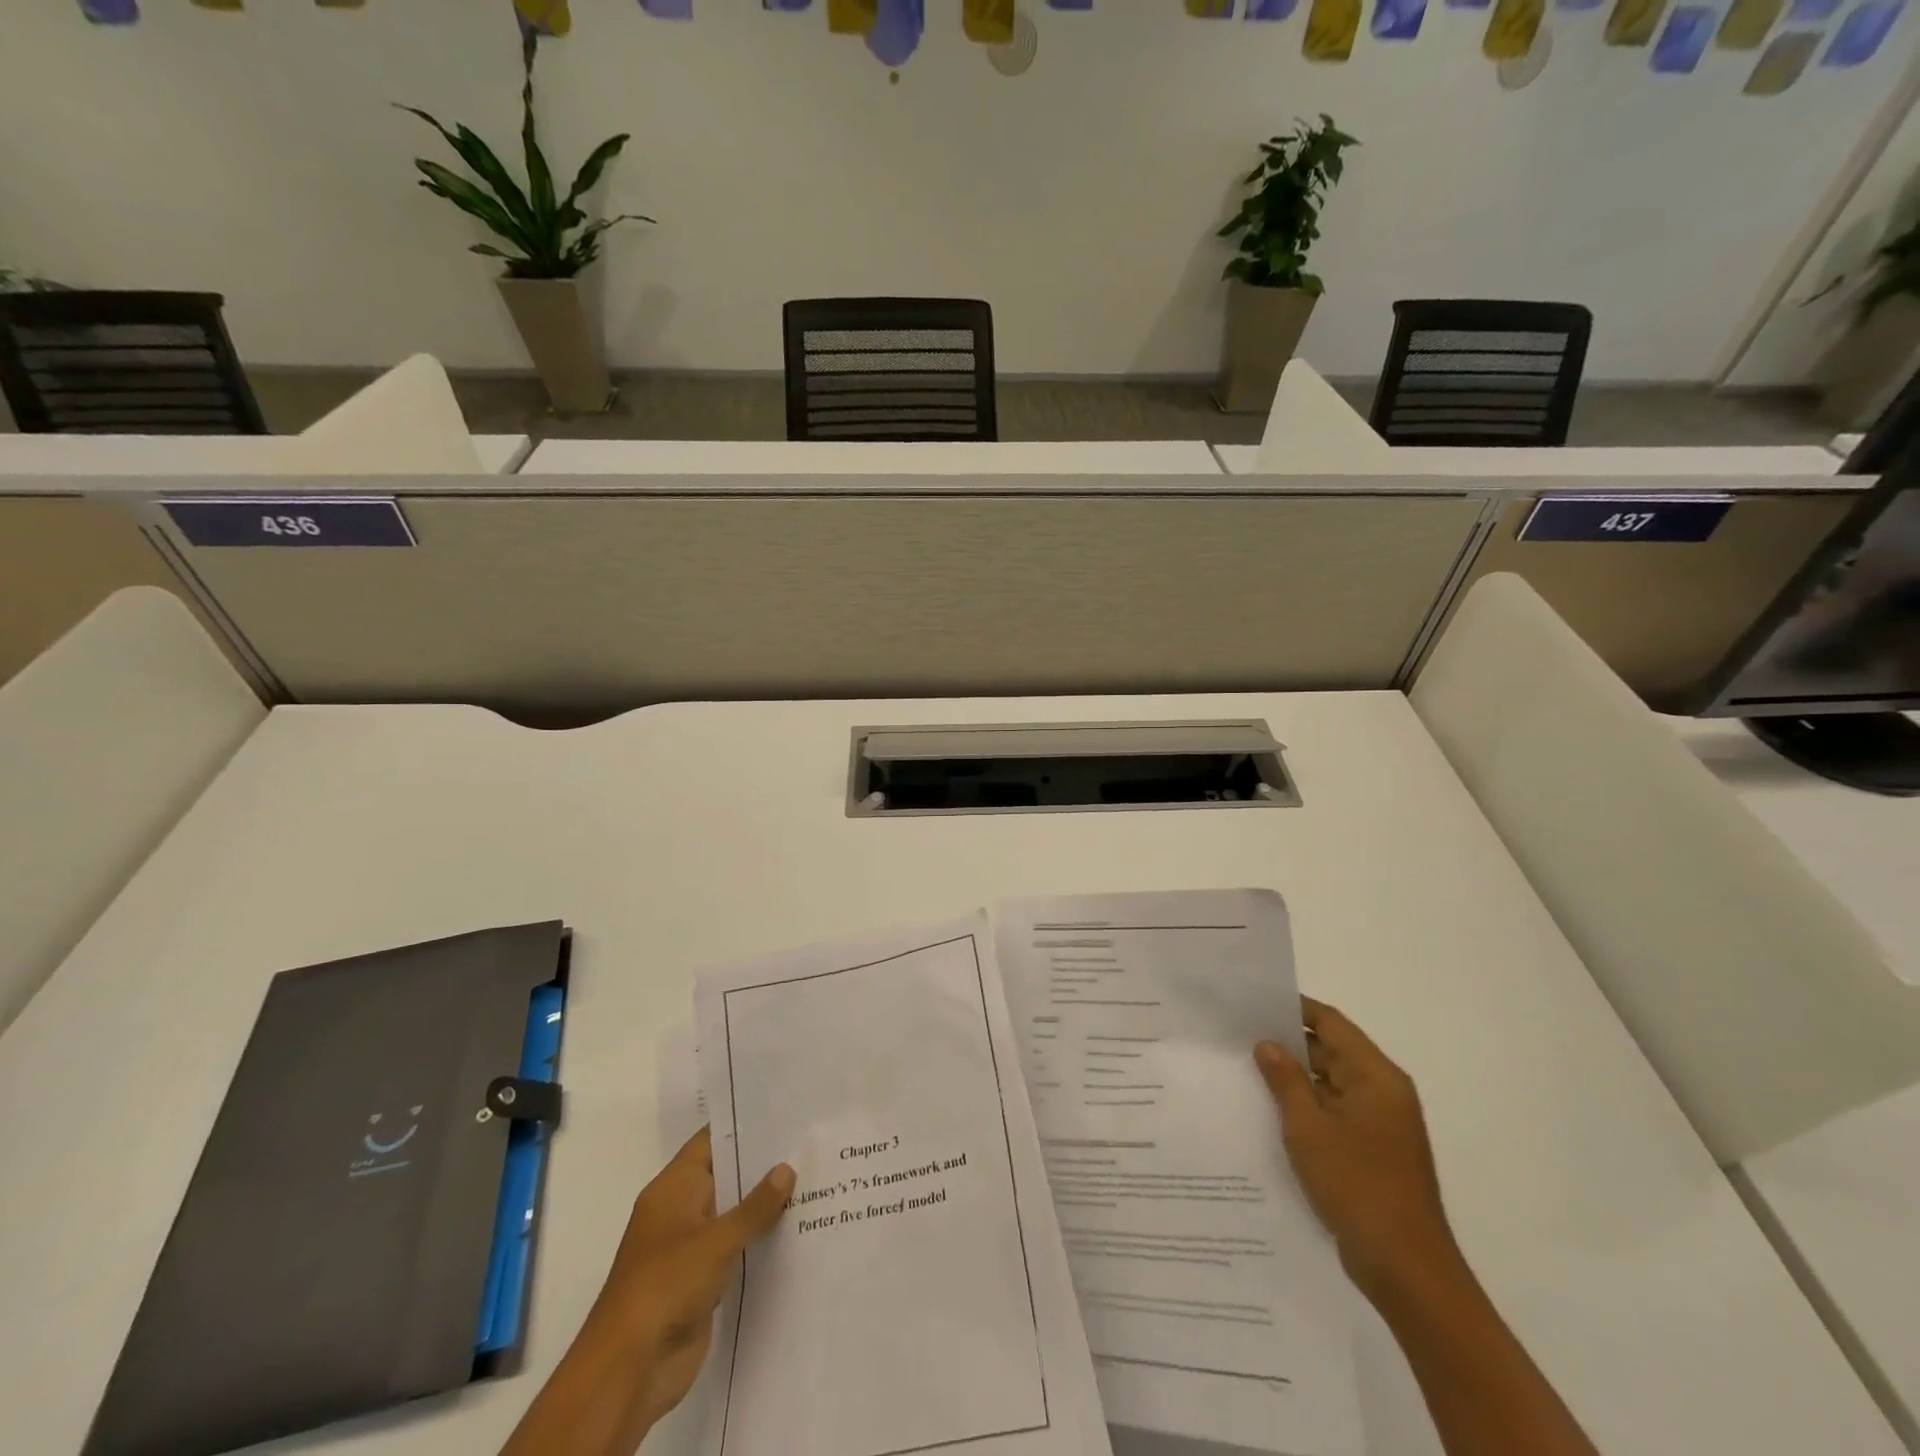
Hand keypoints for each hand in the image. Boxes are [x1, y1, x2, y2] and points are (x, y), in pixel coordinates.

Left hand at [501, 1128, 793, 1455]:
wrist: (630, 1369)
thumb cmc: (666, 1285)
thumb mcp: (716, 1239)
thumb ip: (754, 1206)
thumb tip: (785, 1169)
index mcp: (672, 1189)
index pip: (710, 1143)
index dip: (743, 1127)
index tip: (782, 1114)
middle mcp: (679, 1212)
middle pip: (725, 1178)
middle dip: (762, 1167)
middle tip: (807, 1146)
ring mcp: (689, 1249)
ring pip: (732, 1216)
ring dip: (763, 1207)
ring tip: (812, 1183)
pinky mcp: (700, 1282)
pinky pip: (735, 1251)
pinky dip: (758, 1243)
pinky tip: (795, 1232)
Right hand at [1255, 998, 1458, 1300]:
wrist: (1407, 1269)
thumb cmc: (1357, 1187)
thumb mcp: (1308, 1128)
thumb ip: (1286, 1080)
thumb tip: (1268, 1044)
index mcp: (1375, 1076)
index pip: (1331, 1023)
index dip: (1293, 1008)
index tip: (1254, 1002)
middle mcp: (1384, 1091)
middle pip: (1333, 1050)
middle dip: (1289, 1042)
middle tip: (1240, 1035)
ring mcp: (1382, 1123)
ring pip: (1332, 1082)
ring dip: (1297, 1077)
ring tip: (1247, 1069)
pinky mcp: (1375, 1149)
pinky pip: (1337, 1111)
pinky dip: (1309, 1105)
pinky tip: (1272, 1112)